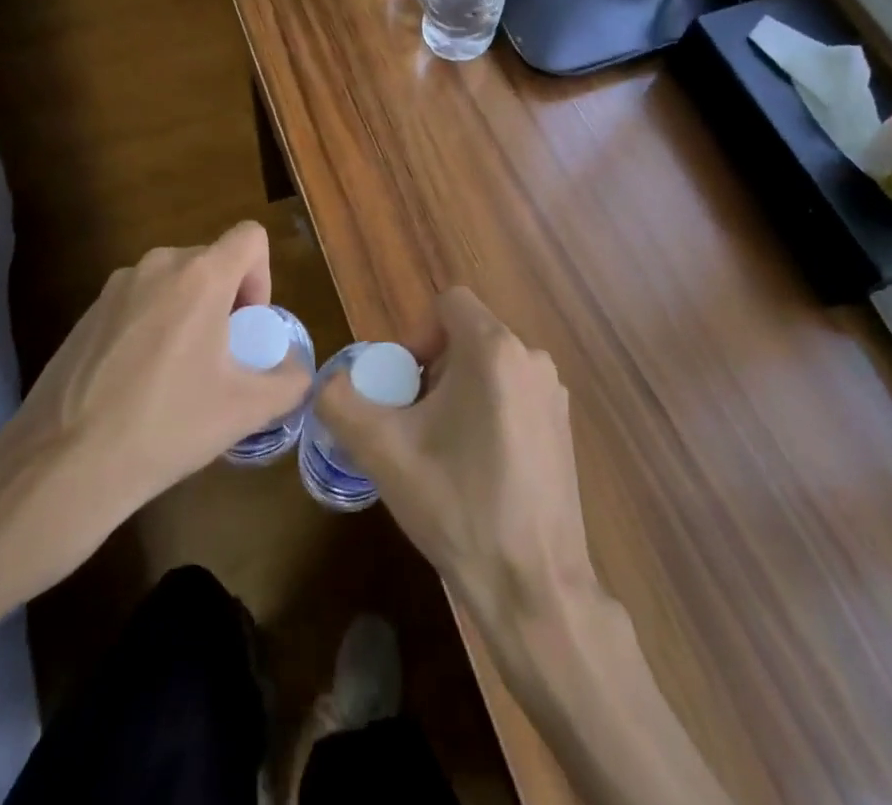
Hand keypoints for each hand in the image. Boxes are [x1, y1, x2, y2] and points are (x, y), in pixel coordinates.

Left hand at [0, 221, 310, 591]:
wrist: (62, 466)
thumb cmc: (167, 425)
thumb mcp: (244, 410)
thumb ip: (289, 382)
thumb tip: (298, 373)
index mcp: (201, 275)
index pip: (250, 237)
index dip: (263, 276)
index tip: (248, 327)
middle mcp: (157, 265)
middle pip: (212, 261)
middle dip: (226, 300)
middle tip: (221, 358)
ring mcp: (115, 287)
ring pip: (173, 282)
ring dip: (189, 313)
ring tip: (179, 374)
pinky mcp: (86, 313)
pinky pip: (138, 302)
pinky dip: (152, 326)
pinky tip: (138, 384)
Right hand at [314, 288, 597, 621]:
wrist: (534, 587)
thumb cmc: (458, 506)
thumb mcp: (383, 452)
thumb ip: (341, 403)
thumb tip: (328, 383)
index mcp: (494, 350)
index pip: (448, 303)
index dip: (416, 335)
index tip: (404, 387)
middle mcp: (532, 358)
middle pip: (467, 336)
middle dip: (433, 369)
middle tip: (413, 424)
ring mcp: (553, 394)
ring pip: (490, 367)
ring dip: (458, 392)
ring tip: (442, 450)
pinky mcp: (564, 427)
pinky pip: (513, 394)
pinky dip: (487, 411)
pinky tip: (477, 469)